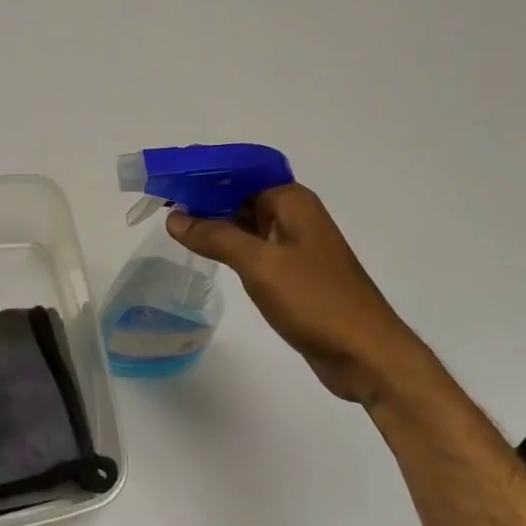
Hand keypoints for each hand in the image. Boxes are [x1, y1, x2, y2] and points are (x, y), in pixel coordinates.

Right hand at [167, 184, 438, 408]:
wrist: (365, 354)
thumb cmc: (316, 301)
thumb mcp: (260, 264)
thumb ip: (216, 236)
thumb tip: (175, 217)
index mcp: (292, 202)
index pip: (240, 172)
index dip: (204, 172)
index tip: (168, 178)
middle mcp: (294, 216)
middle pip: (241, 194)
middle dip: (204, 196)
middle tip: (160, 201)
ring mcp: (294, 245)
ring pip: (245, 222)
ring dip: (214, 221)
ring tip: (172, 223)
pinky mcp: (292, 273)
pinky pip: (253, 248)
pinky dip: (228, 245)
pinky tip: (203, 251)